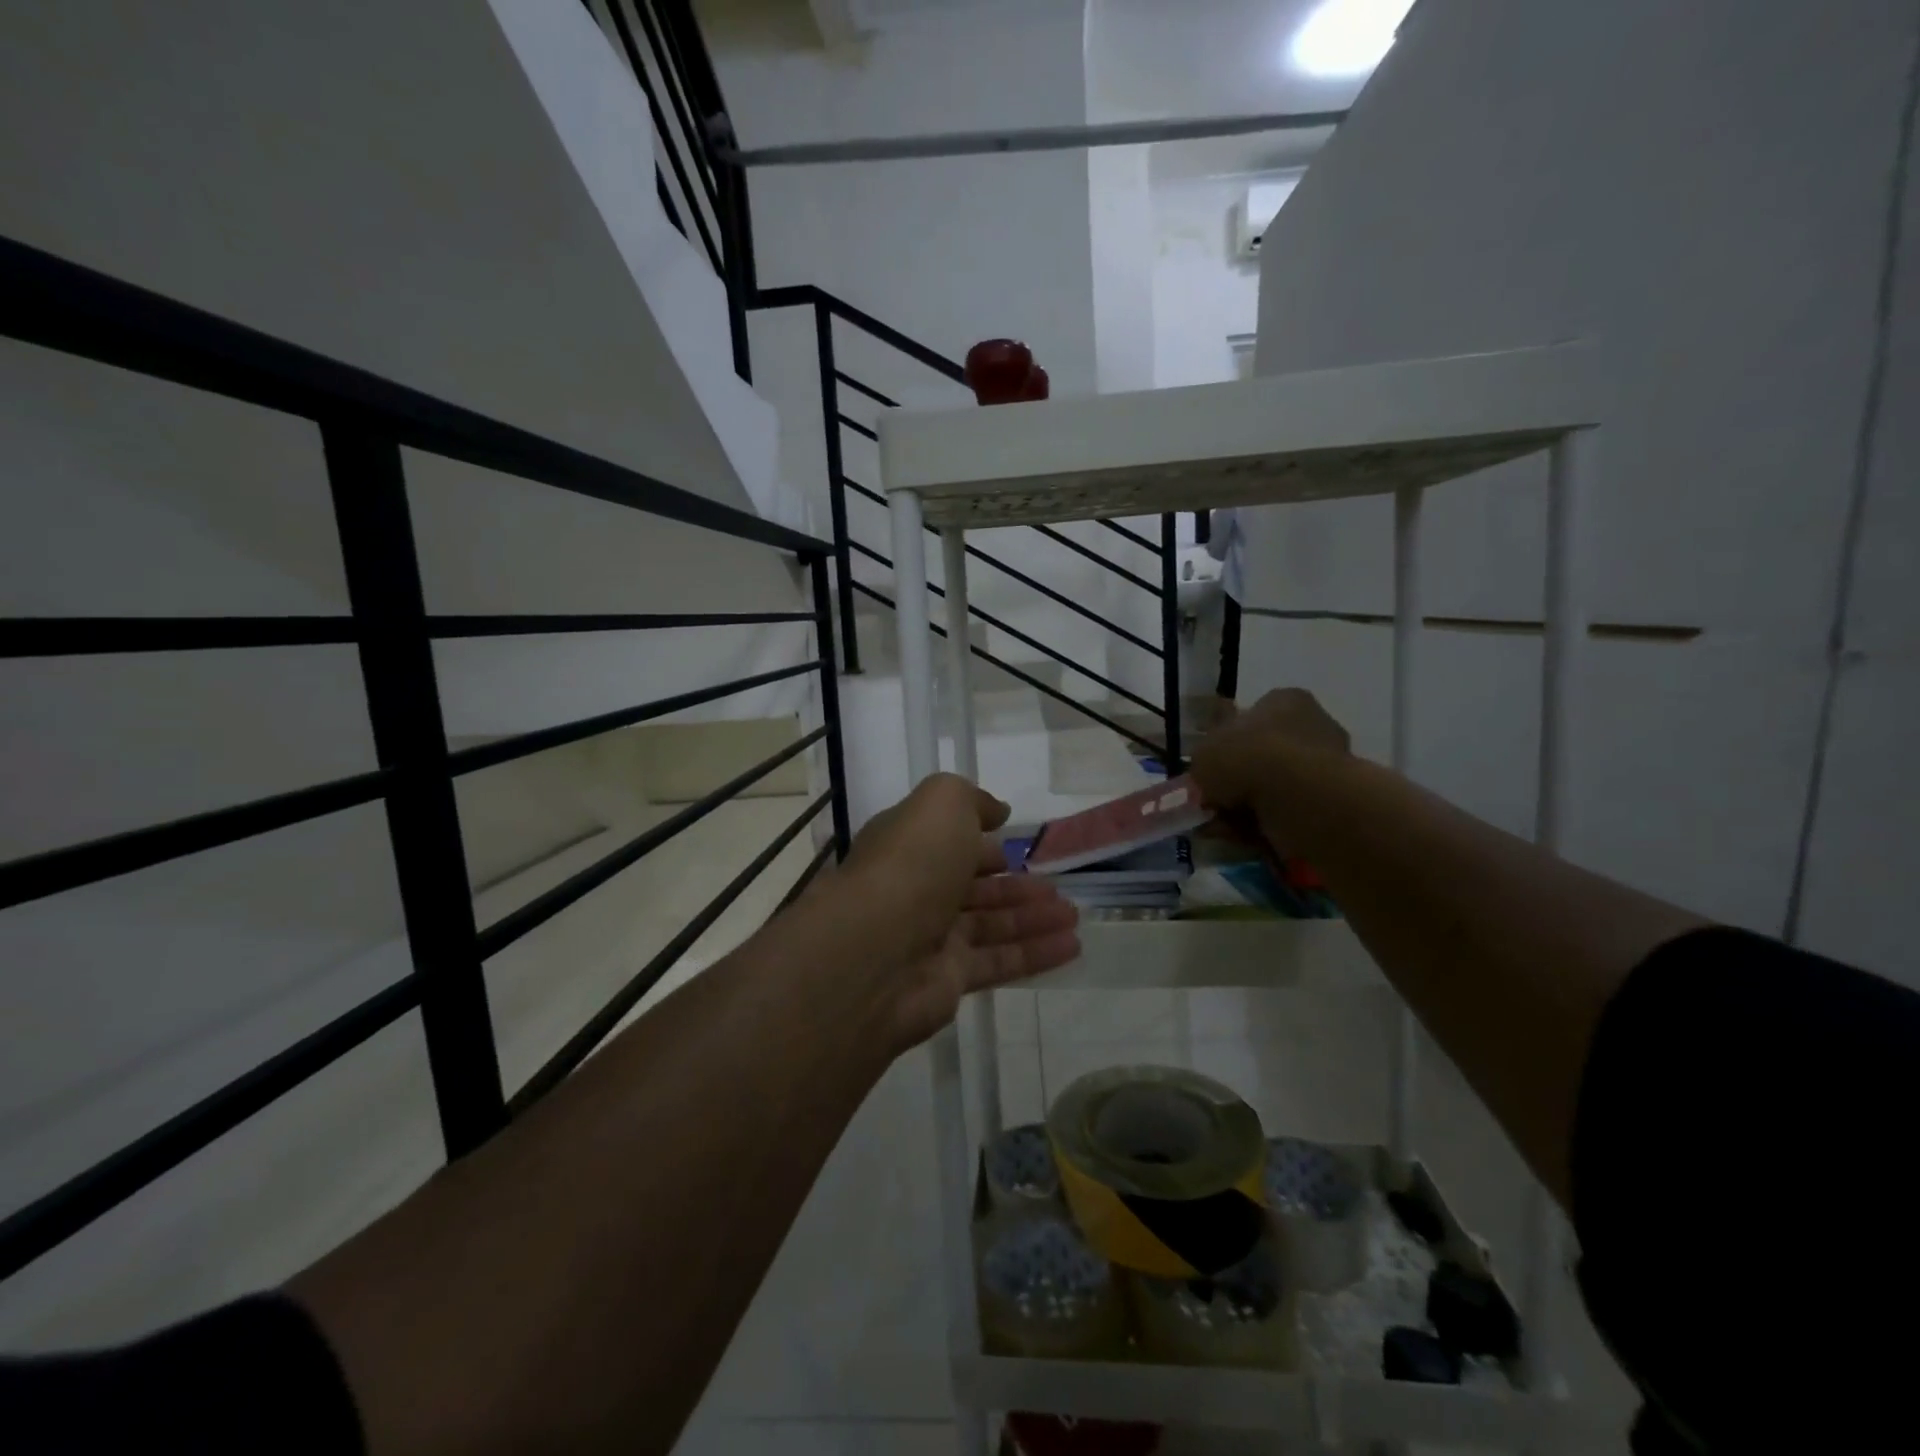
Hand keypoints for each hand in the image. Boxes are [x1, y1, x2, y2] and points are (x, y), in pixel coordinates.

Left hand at [828, 774, 1079, 1051]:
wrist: (875, 950)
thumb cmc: (911, 863)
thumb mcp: (942, 804)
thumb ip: (971, 800)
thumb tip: (997, 811)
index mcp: (909, 847)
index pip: (949, 844)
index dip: (983, 844)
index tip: (1017, 844)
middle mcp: (918, 891)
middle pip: (974, 888)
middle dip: (1016, 886)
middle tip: (1058, 888)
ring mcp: (931, 939)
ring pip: (992, 925)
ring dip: (1034, 918)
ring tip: (1075, 915)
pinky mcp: (949, 980)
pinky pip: (1000, 962)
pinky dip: (1036, 953)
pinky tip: (1072, 946)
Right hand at [1190, 688, 1349, 849]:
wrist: (1298, 797)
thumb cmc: (1246, 758)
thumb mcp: (1203, 753)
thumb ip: (1202, 762)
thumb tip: (1207, 774)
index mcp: (1283, 701)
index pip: (1250, 717)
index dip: (1224, 745)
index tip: (1209, 770)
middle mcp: (1311, 725)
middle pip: (1262, 755)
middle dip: (1236, 782)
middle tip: (1212, 802)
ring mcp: (1327, 765)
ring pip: (1273, 788)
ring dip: (1245, 807)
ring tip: (1222, 825)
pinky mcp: (1333, 801)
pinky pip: (1287, 811)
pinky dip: (1264, 824)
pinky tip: (1243, 836)